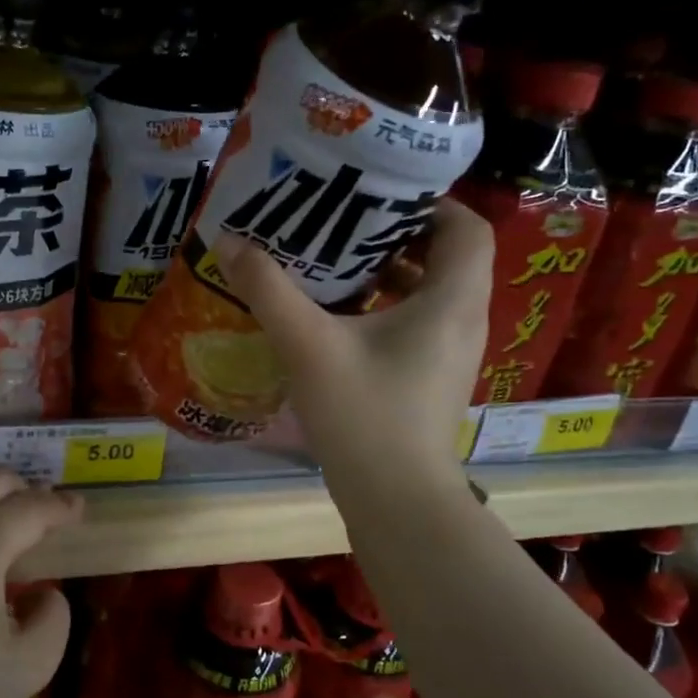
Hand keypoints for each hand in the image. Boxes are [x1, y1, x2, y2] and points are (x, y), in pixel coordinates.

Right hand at [213, 198, 490, 481]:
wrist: (396, 501)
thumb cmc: (363, 415)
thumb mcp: (308, 345)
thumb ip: (269, 289)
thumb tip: (230, 241)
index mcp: (451, 301)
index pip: (467, 227)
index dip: (431, 203)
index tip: (378, 196)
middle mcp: (463, 321)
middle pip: (448, 257)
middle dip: (399, 234)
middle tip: (345, 222)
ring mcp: (451, 355)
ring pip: (431, 293)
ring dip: (391, 273)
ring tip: (336, 263)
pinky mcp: (433, 380)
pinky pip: (419, 324)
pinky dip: (387, 309)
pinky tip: (339, 318)